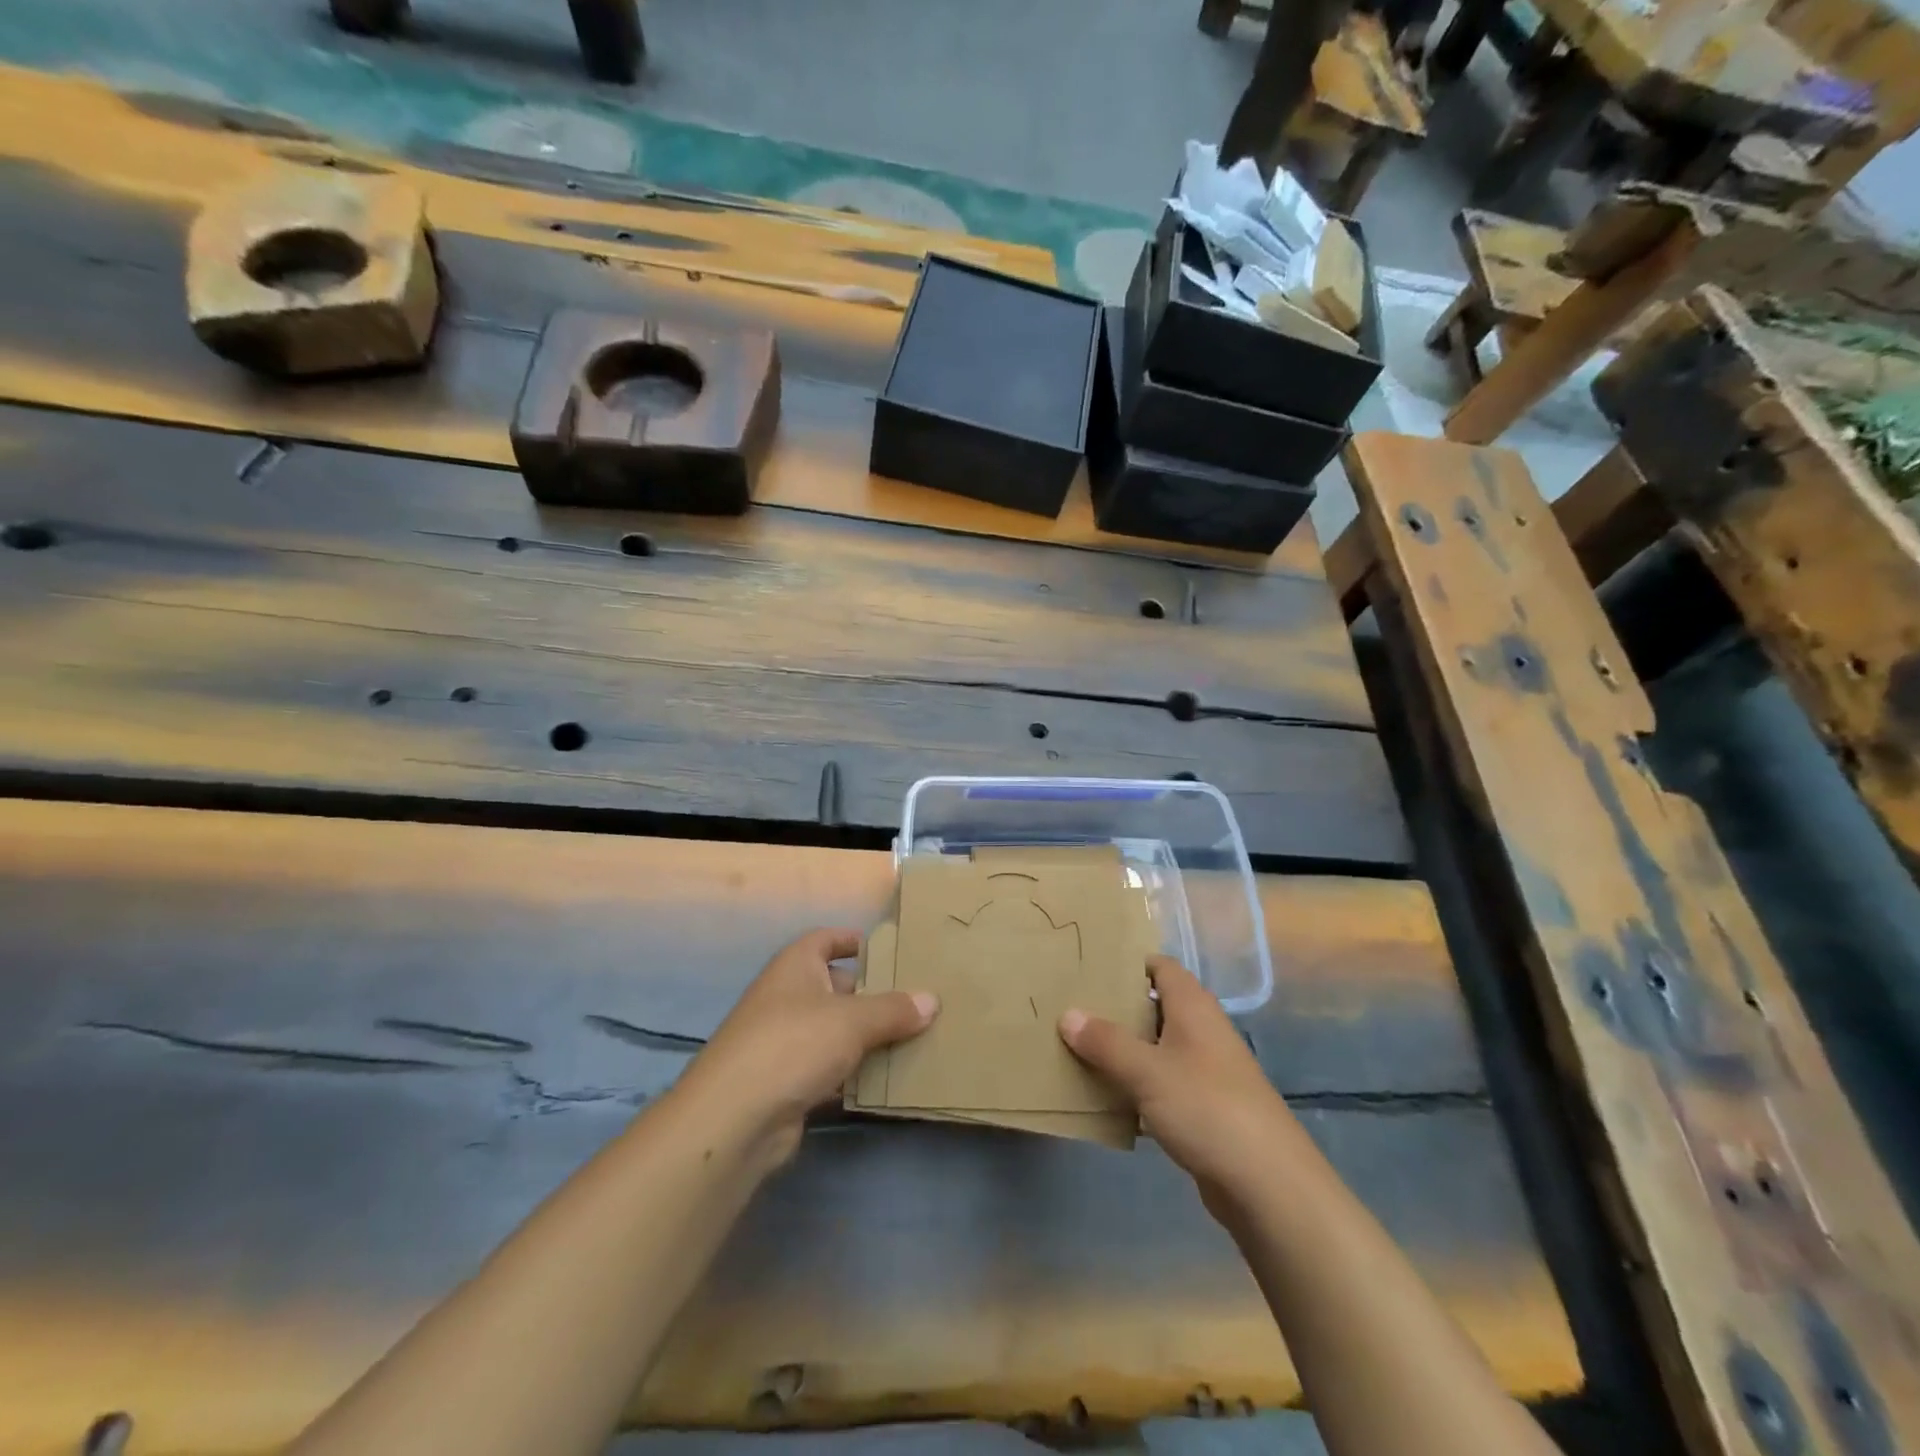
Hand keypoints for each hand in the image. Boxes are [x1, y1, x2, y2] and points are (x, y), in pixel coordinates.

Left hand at [672, 928, 937, 1166]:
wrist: (734, 1119)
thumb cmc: (793, 1044)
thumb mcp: (852, 1020)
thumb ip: (894, 1009)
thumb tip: (932, 1000)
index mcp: (795, 966)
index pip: (825, 940)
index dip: (852, 940)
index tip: (888, 949)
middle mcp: (786, 997)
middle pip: (835, 987)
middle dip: (872, 994)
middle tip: (916, 1000)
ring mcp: (783, 1042)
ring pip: (834, 1032)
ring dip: (866, 1038)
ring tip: (913, 1039)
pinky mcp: (786, 1083)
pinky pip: (828, 1069)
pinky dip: (853, 1074)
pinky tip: (886, 1081)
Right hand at [1059, 956, 1307, 1215]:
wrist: (1268, 1184)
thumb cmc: (1206, 1108)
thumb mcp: (1147, 1071)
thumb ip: (1106, 1042)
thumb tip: (1067, 1013)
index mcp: (1193, 1007)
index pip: (1159, 967)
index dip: (1127, 963)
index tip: (1087, 967)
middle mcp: (1202, 1030)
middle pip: (1155, 1006)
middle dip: (1116, 1008)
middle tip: (1071, 1007)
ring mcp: (1206, 1071)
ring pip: (1156, 1047)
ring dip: (1124, 1049)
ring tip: (1077, 1048)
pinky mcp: (1205, 1108)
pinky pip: (1162, 1084)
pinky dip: (1137, 1085)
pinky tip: (1107, 1097)